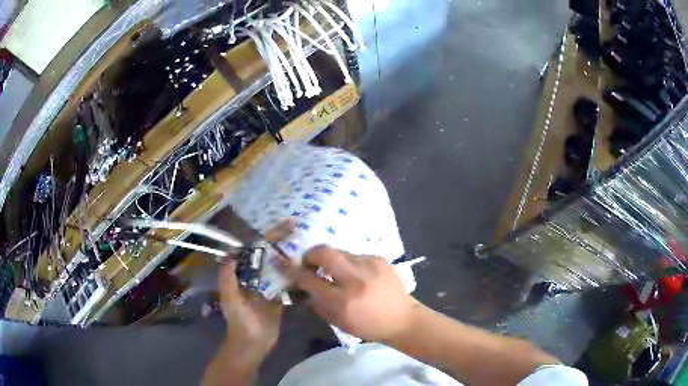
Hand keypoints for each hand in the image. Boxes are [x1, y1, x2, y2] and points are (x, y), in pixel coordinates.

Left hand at [217, 220, 293, 359]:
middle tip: (297, 228)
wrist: (252, 343)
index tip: (281, 225)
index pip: (254, 250)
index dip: (266, 237)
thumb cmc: (239, 320)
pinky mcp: (280, 299)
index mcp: (243, 274)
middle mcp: (256, 277)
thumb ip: (227, 277)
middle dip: (280, 241)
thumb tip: (232, 253)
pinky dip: (295, 275)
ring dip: (289, 256)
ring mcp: (269, 288)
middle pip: (268, 255)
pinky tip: (308, 267)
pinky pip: (288, 284)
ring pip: (279, 268)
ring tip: (305, 242)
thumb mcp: (229, 298)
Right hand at [280, 246, 420, 341]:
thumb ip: (317, 303)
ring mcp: (369, 266)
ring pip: (340, 252)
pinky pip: (356, 256)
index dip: (293, 271)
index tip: (284, 264)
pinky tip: (357, 275)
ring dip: (332, 260)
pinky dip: (350, 264)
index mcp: (342, 301)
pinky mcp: (380, 259)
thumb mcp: (338, 322)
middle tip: (310, 263)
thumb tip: (302, 287)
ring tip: (337, 272)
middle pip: (324, 252)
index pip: (309, 280)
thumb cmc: (368, 326)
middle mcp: (355, 279)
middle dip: (311, 254)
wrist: (402, 318)